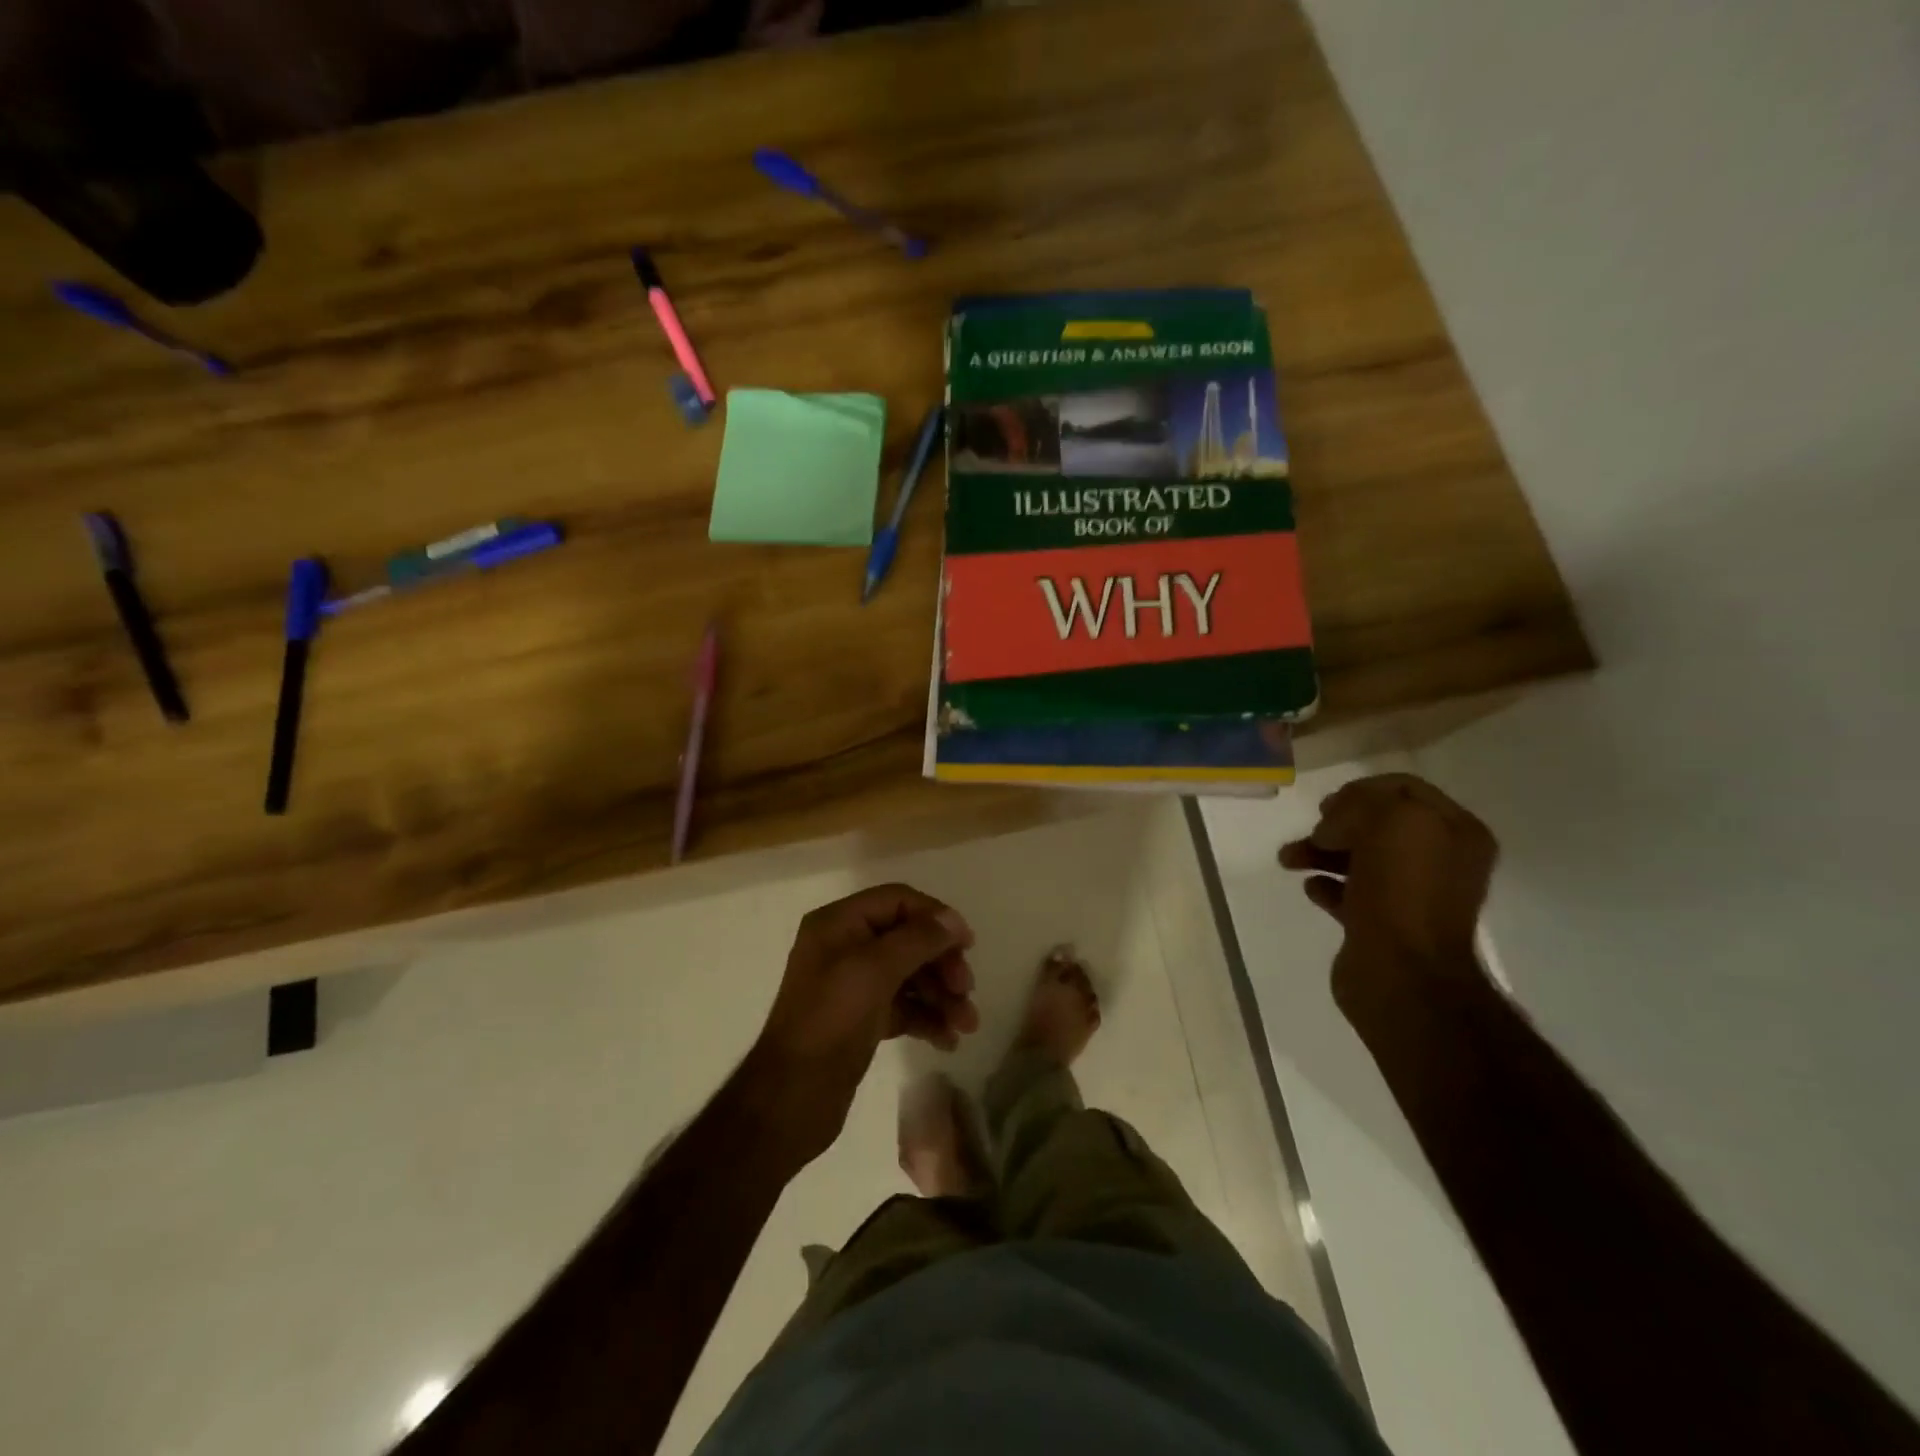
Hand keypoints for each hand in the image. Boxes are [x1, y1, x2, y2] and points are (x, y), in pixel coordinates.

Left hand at [746, 884, 979, 1162]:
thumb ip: (918, 939)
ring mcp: (854, 984)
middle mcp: (845, 947)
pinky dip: (927, 1018)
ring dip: (942, 995)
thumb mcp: (875, 971)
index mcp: (839, 924)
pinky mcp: (863, 1019)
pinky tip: (948, 1040)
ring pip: (910, 975)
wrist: (792, 1098)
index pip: (897, 900)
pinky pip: (904, 1006)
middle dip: (942, 962)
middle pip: (908, 938)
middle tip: (966, 989)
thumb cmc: (831, 1022)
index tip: (967, 944)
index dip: (935, 917)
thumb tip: (953, 920)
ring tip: (966, 1025)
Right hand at [1279, 773, 1497, 1006]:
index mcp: (1456, 833)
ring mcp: (1411, 896)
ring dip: (1320, 852)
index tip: (1328, 805)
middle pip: (1377, 825)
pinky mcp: (1382, 926)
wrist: (1403, 975)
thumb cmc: (1404, 891)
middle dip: (1337, 822)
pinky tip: (1310, 887)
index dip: (1362, 790)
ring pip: (1358, 858)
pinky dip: (1326, 885)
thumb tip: (1334, 824)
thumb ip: (1363, 803)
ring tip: (1289, 859)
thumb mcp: (1391, 821)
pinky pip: (1348, 894)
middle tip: (1315, 831)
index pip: (1404, 790)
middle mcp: (1439, 861)